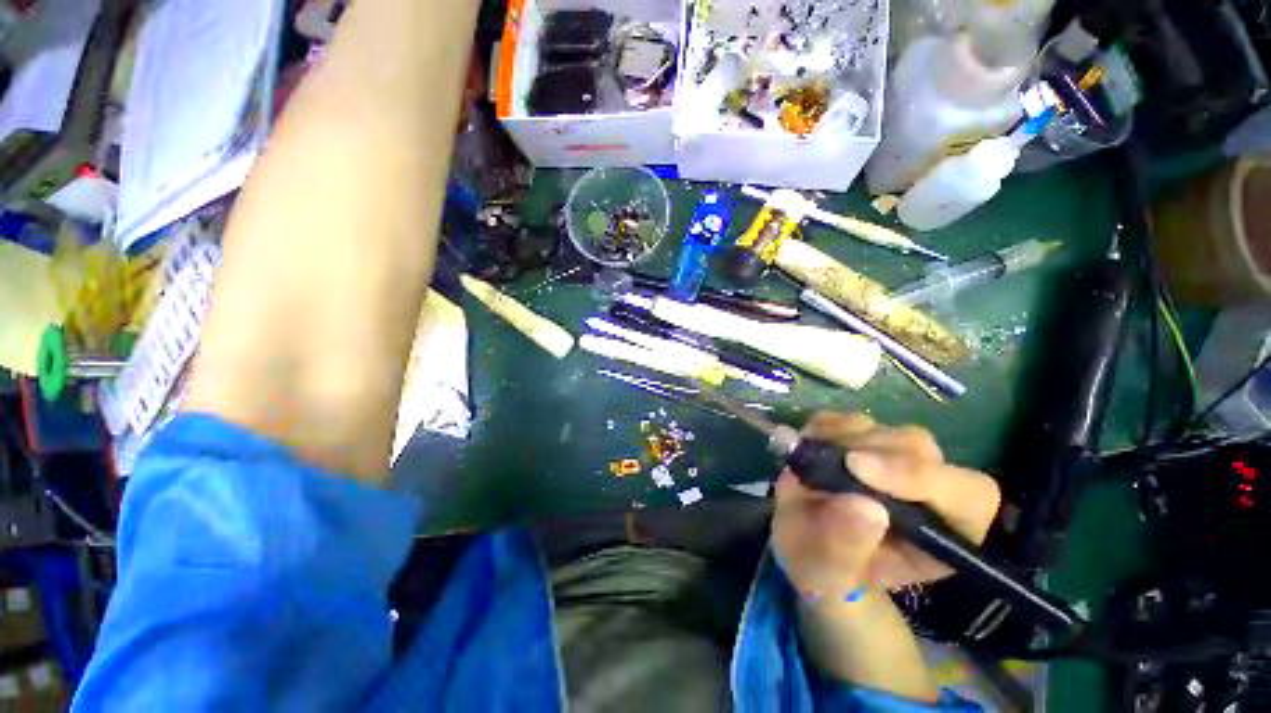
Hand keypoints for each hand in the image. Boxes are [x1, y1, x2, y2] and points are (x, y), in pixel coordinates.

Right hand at [772, 412, 1000, 601]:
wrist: (804, 547)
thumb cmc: (825, 573)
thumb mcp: (828, 574)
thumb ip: (847, 547)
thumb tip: (864, 505)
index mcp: (943, 535)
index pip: (967, 494)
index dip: (918, 474)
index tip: (856, 468)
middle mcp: (928, 489)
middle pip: (920, 449)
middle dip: (866, 451)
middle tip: (820, 461)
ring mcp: (895, 459)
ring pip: (884, 428)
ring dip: (839, 438)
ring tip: (809, 462)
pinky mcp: (863, 439)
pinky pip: (848, 419)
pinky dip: (823, 426)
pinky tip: (806, 448)